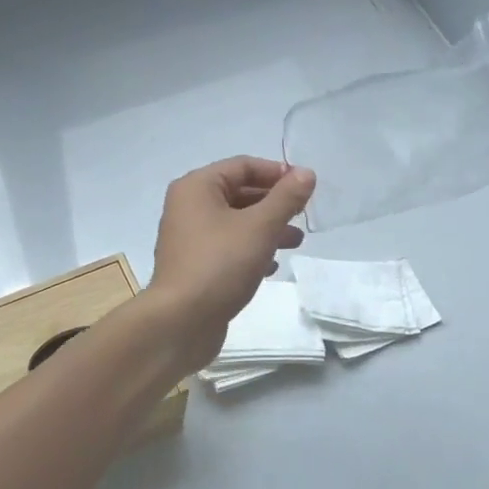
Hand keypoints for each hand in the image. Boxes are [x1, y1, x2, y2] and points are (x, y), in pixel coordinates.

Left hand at [145, 156, 315, 370]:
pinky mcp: (195, 266)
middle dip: (274, 204)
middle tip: (303, 215)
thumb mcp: (260, 227)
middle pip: (239, 193)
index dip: (276, 173)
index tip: (305, 187)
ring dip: (267, 228)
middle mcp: (188, 207)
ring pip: (236, 223)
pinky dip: (251, 251)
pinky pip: (228, 248)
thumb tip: (307, 173)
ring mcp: (189, 238)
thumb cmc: (220, 264)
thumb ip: (286, 198)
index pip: (242, 166)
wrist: (181, 322)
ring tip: (296, 243)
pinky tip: (271, 267)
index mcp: (197, 187)